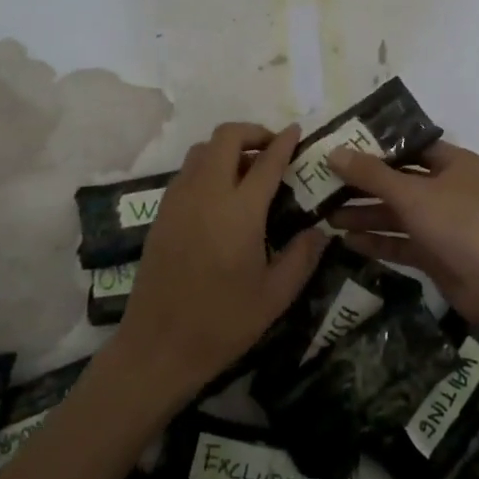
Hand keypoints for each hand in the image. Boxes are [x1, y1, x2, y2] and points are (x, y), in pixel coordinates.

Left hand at [112, 122, 324, 403]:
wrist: (158, 347)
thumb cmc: (222, 324)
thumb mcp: (276, 296)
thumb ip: (302, 256)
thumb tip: (320, 230)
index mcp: (239, 211)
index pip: (266, 161)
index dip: (284, 142)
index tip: (296, 131)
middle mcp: (206, 194)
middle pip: (226, 137)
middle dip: (252, 132)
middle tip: (272, 149)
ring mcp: (178, 200)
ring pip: (201, 150)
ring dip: (227, 147)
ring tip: (248, 169)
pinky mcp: (161, 213)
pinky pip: (186, 171)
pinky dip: (207, 166)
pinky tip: (221, 194)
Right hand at [326, 141, 478, 333]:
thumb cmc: (460, 225)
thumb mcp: (412, 194)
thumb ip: (371, 174)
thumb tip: (333, 152)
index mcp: (454, 164)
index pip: (410, 147)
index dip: (377, 147)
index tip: (342, 148)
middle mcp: (449, 190)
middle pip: (400, 182)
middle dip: (364, 186)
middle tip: (326, 185)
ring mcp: (444, 224)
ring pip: (399, 214)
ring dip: (367, 215)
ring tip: (327, 217)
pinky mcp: (437, 254)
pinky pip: (402, 242)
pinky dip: (378, 241)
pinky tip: (348, 241)